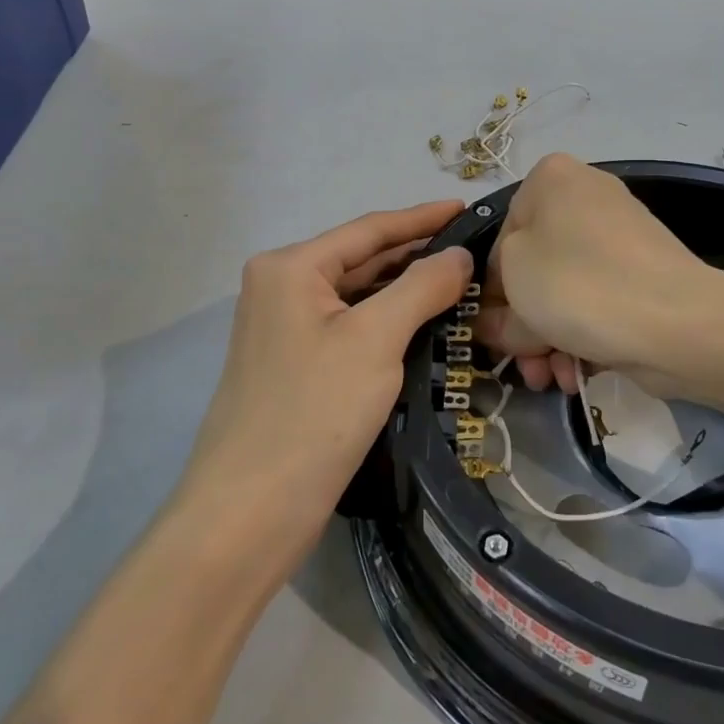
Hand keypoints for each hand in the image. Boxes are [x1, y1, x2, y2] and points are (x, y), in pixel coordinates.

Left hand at [175, 202, 472, 576]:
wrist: (248, 514)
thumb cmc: (313, 413)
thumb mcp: (376, 340)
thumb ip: (421, 287)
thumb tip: (459, 254)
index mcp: (290, 267)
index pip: (370, 229)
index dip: (422, 218)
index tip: (467, 208)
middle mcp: (281, 287)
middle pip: (362, 259)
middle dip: (417, 255)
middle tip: (475, 250)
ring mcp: (285, 329)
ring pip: (358, 296)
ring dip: (405, 290)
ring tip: (460, 282)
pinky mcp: (296, 366)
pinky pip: (351, 327)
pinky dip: (388, 322)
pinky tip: (424, 324)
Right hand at [476, 155, 715, 391]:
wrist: (678, 321)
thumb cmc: (578, 285)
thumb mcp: (514, 289)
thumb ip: (493, 307)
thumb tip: (493, 325)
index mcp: (551, 179)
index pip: (500, 239)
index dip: (491, 292)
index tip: (491, 333)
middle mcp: (586, 197)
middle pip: (534, 269)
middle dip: (522, 324)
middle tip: (520, 364)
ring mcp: (620, 236)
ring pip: (564, 291)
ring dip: (547, 339)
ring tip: (548, 378)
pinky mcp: (644, 274)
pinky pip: (597, 301)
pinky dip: (581, 335)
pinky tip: (573, 374)